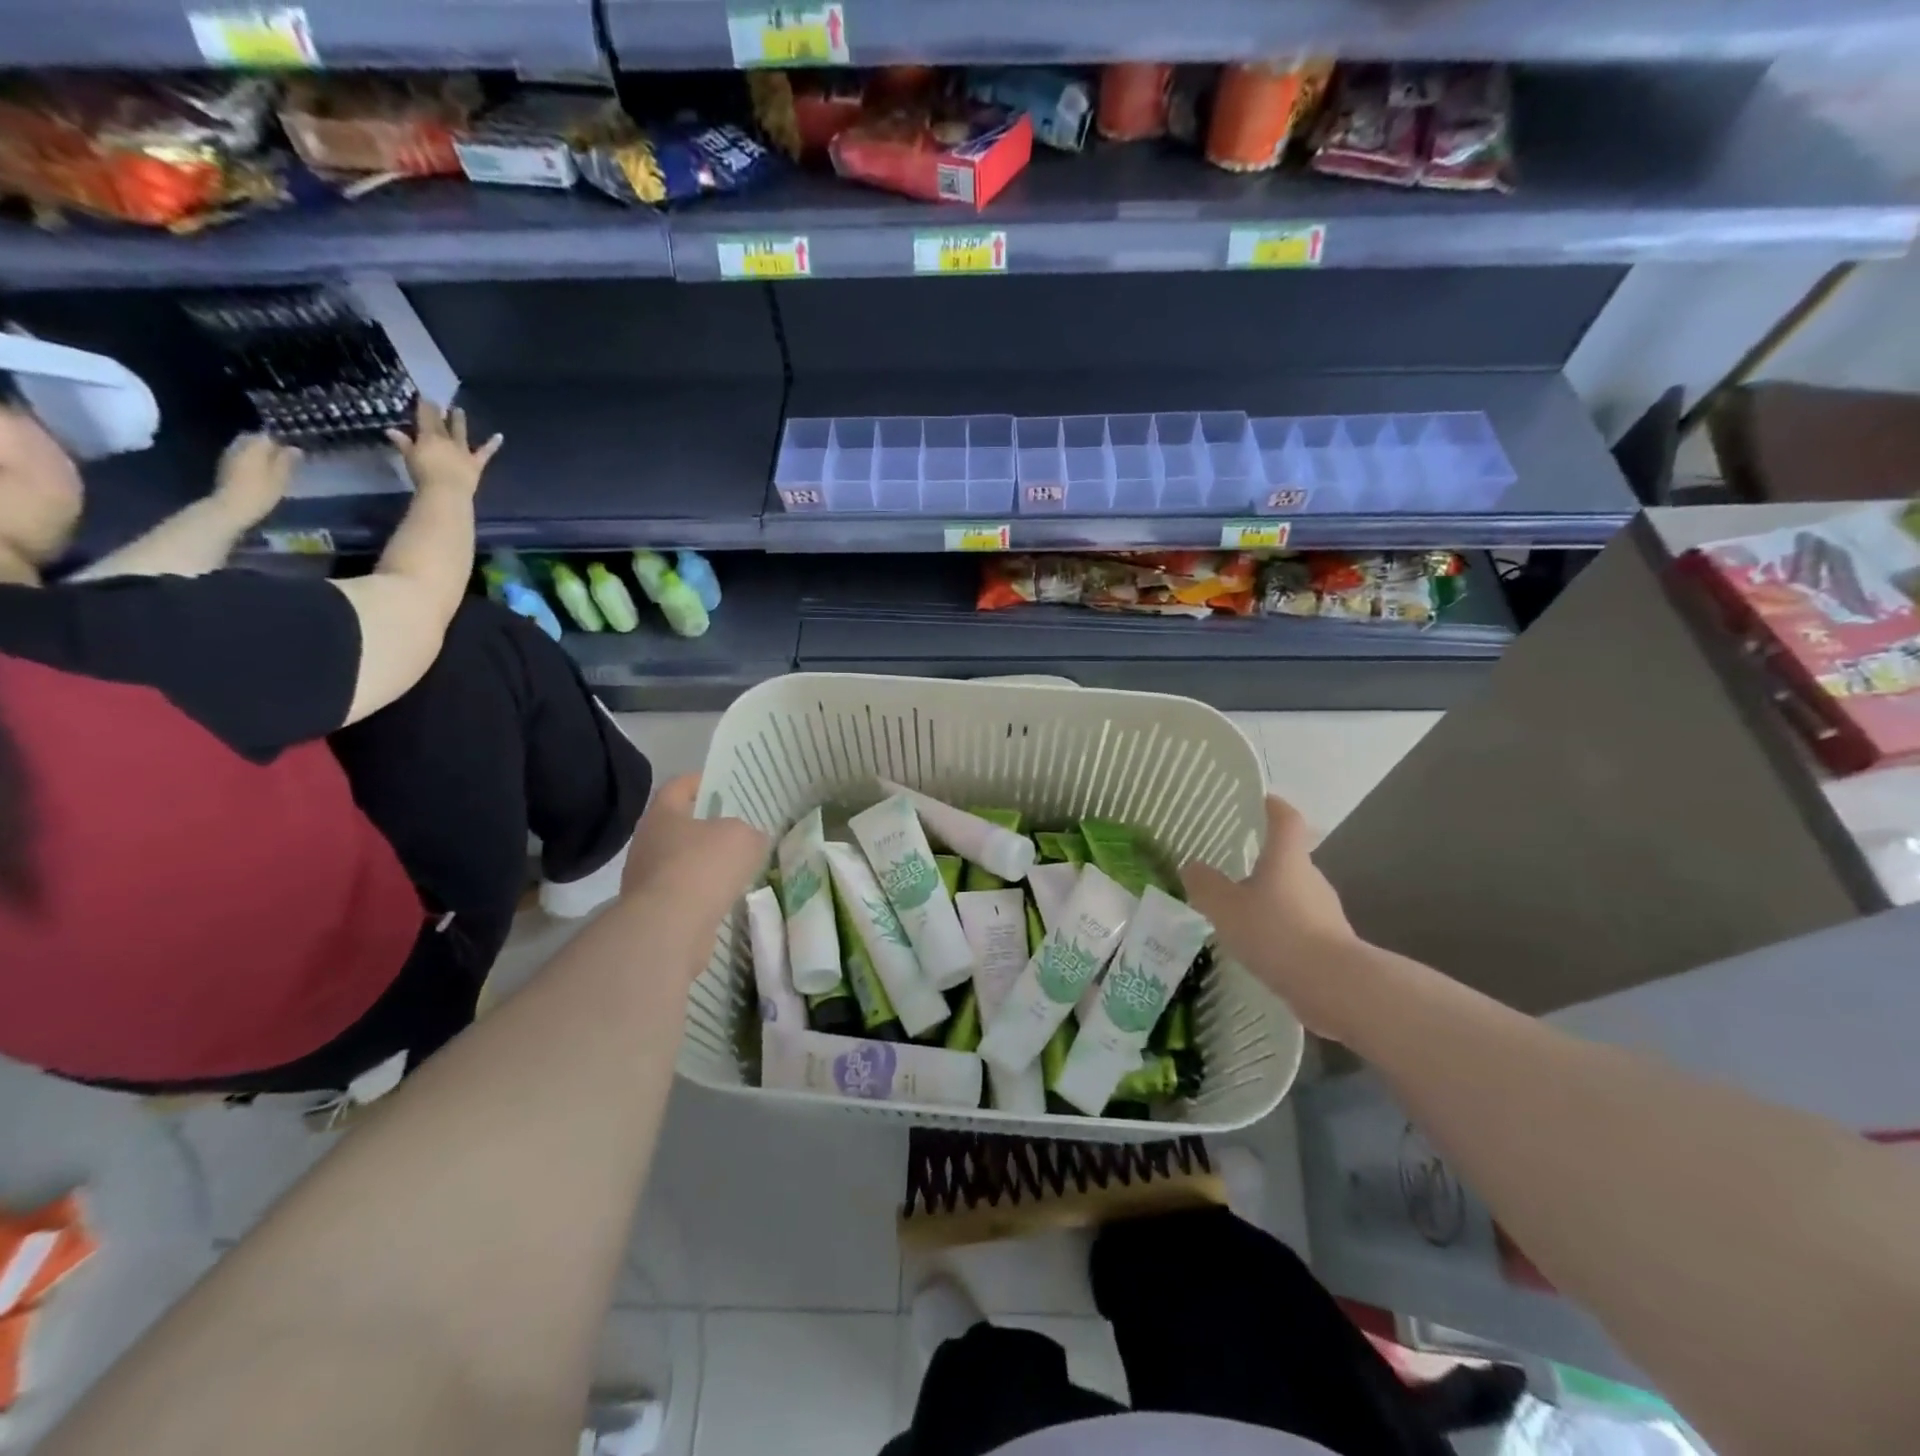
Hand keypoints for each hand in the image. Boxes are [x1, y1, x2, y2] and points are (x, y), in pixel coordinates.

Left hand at [213, 434, 301, 525]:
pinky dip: (249, 459)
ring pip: (246, 447)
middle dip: (267, 445)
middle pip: (254, 439)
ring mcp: (229, 455)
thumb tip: (294, 449)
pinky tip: (258, 470)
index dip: (281, 442)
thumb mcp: (280, 478)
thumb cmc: (261, 492)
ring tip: (272, 465)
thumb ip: (287, 461)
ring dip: (258, 452)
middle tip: (282, 458)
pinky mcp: (225, 465)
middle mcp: (238, 446)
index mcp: (254, 447)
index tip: (292, 452)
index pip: (268, 436)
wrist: (231, 506)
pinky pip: (240, 456)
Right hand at [385, 396, 501, 497]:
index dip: (425, 406)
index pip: (425, 417)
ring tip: (459, 410)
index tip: (425, 397)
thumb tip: (390, 430)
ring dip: (460, 420)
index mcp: (428, 437)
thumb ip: (402, 443)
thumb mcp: (409, 458)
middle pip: (442, 423)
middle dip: (440, 411)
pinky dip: (493, 444)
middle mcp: (447, 440)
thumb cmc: (423, 475)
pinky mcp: (476, 463)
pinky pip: (486, 452)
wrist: (447, 491)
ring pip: (461, 432)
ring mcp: (463, 451)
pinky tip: (500, 436)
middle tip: (440, 402)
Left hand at [619, 774, 769, 952]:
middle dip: (705, 826)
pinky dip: (701, 892)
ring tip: (735, 866)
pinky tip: (724, 897)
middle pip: (678, 826)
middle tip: (736, 827)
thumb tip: (750, 840)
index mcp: (662, 815)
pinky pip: (682, 892)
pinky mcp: (653, 911)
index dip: (701, 781)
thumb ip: (750, 833)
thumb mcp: (743, 837)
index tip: (722, 783)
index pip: (678, 786)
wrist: (669, 928)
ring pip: (680, 862)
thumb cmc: (703, 866)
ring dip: (703, 863)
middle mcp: (647, 843)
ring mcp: (645, 879)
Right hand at [1185, 795, 1363, 1038]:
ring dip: (1269, 898)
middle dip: (1263, 861)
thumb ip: (1205, 885)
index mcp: (1287, 858)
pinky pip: (1298, 924)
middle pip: (1288, 858)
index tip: (1260, 800)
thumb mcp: (1226, 908)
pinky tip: (1258, 945)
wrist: (1335, 986)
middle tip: (1231, 868)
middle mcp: (1310, 877)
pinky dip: (1279, 927)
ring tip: (1239, 913)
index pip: (1285, 819)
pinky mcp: (1330, 941)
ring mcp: (1324, 910)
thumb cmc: (1277, 933)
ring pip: (1292, 894)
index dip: (1273, 806)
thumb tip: (1192, 866)